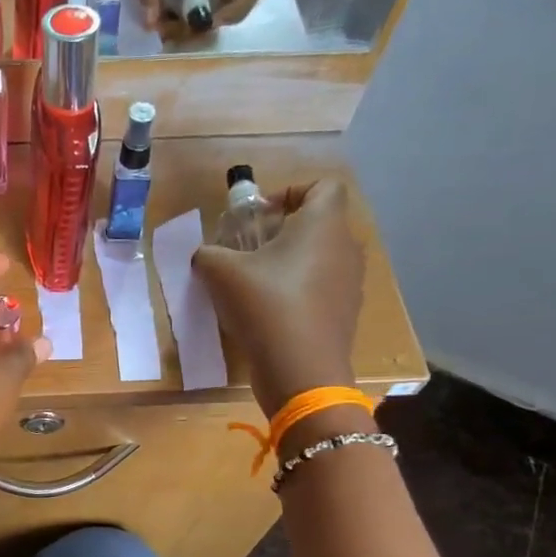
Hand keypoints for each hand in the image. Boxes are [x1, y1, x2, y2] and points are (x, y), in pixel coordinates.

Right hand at [194, 181, 364, 415]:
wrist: (301, 371)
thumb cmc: (265, 306)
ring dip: (290, 263)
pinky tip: (270, 314)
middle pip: (319, 223)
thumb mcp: (221, 272)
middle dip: (283, 230)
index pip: (324, 185)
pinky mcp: (345, 314)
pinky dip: (299, 291)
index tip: (261, 215)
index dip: (291, 191)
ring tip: (255, 284)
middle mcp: (345, 247)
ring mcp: (350, 283)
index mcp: (323, 225)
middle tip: (248, 250)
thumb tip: (205, 256)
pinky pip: (321, 288)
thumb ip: (208, 253)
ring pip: (320, 257)